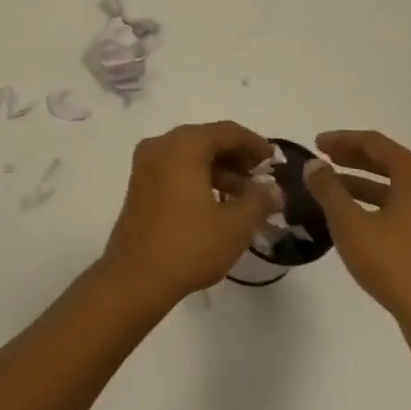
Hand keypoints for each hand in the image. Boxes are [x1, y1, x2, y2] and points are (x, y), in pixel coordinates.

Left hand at [100, 121, 278, 307]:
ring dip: (219, 170)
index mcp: (183, 145)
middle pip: (206, 139)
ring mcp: (146, 164)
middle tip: (261, 177)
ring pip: (190, 155)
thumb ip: (258, 201)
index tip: (274, 160)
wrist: (135, 277)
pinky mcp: (139, 185)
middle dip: (236, 156)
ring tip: (245, 196)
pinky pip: (175, 169)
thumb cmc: (189, 245)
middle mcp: (161, 145)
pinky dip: (198, 178)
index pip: (227, 131)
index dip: (254, 143)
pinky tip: (218, 203)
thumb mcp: (234, 226)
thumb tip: (273, 189)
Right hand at [303, 130, 410, 344]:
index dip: (342, 140)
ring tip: (336, 190)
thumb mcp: (350, 223)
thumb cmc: (394, 264)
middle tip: (325, 161)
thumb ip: (328, 189)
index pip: (376, 143)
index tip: (316, 144)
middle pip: (392, 162)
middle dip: (355, 160)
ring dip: (367, 184)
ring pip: (402, 188)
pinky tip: (363, 218)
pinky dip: (385, 204)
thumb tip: (314, 165)